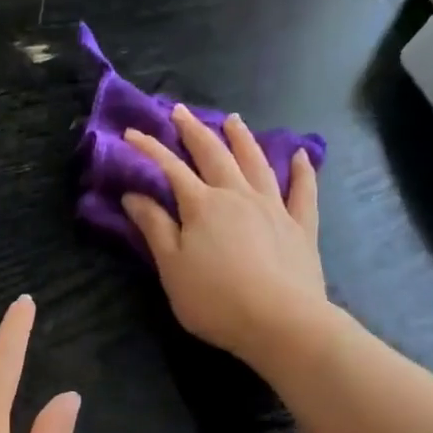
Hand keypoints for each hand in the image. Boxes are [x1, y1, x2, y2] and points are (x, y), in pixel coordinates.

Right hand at [120, 106, 328, 370]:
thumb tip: (133, 195)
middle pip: (214, 155)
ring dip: (242, 139)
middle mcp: (238, 195)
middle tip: (180, 111)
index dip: (149, 149)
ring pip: (256, 163)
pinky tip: (301, 156)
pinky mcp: (301, 226)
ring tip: (232, 120)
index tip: (130, 133)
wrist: (279, 321)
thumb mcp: (172, 268)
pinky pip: (302, 191)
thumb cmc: (215, 300)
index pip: (170, 169)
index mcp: (202, 206)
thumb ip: (154, 228)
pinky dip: (302, 170)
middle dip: (194, 131)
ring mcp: (274, 207)